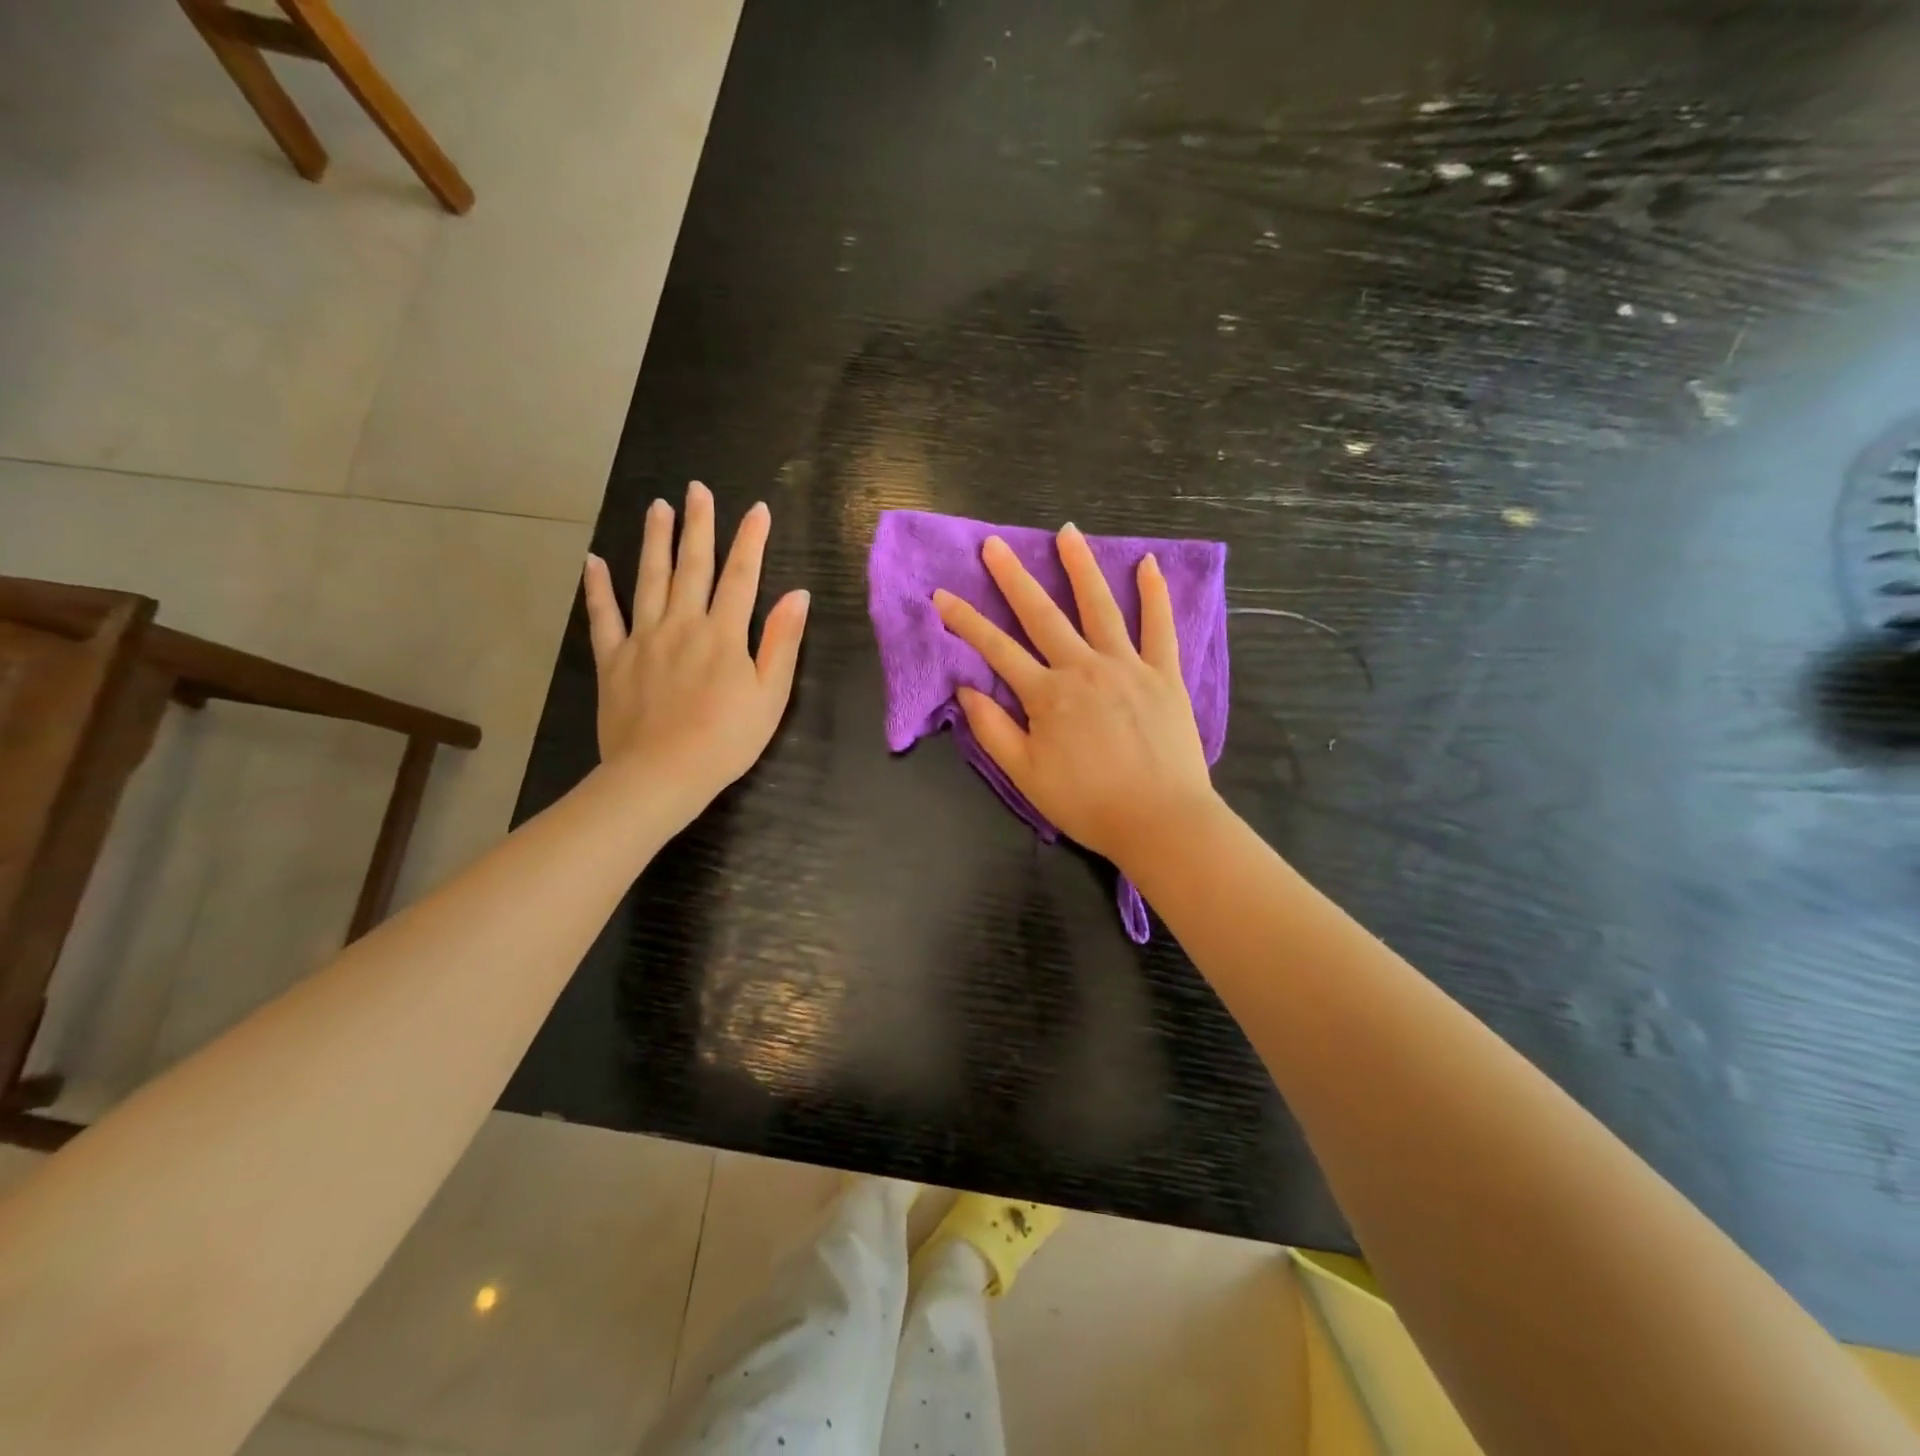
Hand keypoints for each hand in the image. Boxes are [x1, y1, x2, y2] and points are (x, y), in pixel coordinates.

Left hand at [582, 482, 808, 815]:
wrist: (662, 774)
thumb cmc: (727, 740)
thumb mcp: (771, 695)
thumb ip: (782, 642)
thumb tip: (798, 595)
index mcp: (724, 634)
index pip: (742, 577)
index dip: (751, 541)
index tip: (757, 509)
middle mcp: (683, 624)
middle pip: (692, 566)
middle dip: (698, 526)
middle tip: (697, 489)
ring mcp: (644, 639)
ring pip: (649, 579)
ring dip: (654, 541)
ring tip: (656, 507)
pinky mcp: (613, 659)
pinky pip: (603, 617)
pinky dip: (598, 588)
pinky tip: (594, 561)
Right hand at [933, 524, 1218, 866]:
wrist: (1159, 821)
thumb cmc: (1087, 803)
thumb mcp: (1025, 775)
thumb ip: (993, 730)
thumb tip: (966, 689)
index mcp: (1046, 695)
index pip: (996, 649)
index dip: (965, 621)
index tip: (941, 594)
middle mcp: (1084, 668)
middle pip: (1042, 614)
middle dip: (1014, 578)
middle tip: (995, 544)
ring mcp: (1127, 666)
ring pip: (1100, 607)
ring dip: (1080, 567)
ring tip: (1066, 533)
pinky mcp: (1164, 674)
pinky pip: (1160, 627)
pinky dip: (1154, 594)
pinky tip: (1148, 564)